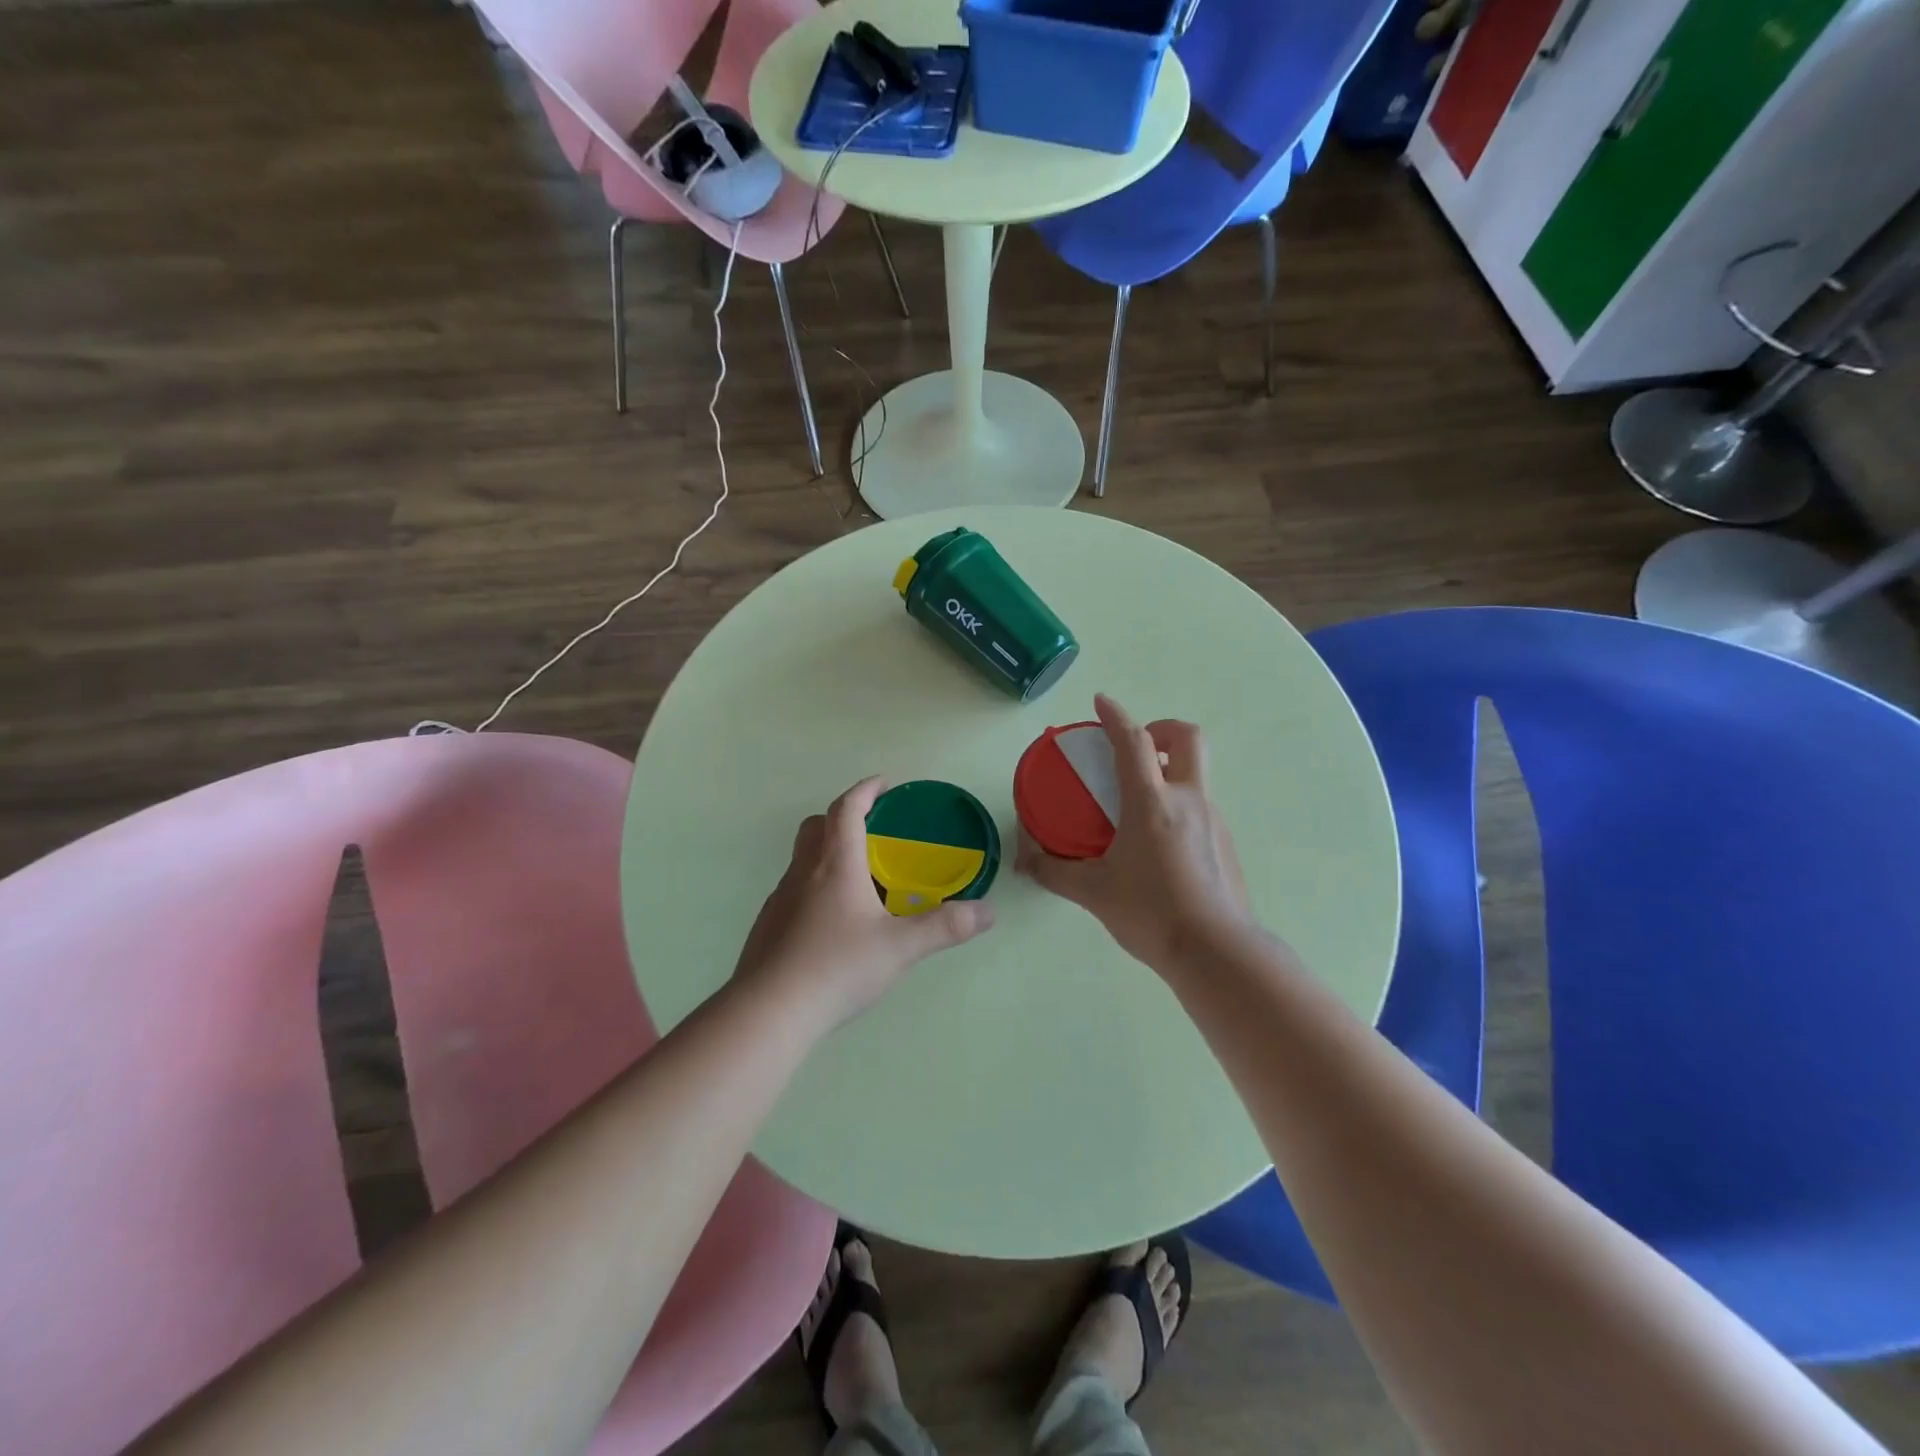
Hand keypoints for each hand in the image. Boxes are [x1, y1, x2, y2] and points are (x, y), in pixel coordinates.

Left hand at [734, 777, 995, 1029]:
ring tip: (859, 881)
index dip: (866, 791)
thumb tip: (987, 911)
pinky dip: (815, 888)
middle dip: (843, 817)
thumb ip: (944, 927)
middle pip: (817, 826)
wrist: (769, 1011)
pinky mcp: (768, 925)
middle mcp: (803, 872)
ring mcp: (780, 899)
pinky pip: (794, 890)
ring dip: (828, 854)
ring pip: (803, 859)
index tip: (884, 784)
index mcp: (836, 865)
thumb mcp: (900, 947)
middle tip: (872, 831)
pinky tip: (833, 923)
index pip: (847, 809)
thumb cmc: (837, 966)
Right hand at [1016, 694, 1252, 973]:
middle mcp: (1188, 800)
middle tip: (1136, 748)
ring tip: (1139, 802)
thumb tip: (1025, 862)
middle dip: (1162, 729)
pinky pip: (1201, 805)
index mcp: (1152, 803)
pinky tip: (1160, 842)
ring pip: (1196, 773)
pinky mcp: (1225, 843)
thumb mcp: (1094, 892)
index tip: (1101, 701)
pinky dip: (1179, 803)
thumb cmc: (1151, 914)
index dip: (1115, 715)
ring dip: (1170, 769)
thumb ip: (1055, 872)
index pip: (1133, 742)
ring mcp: (1213, 820)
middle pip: (1187, 737)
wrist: (1217, 953)